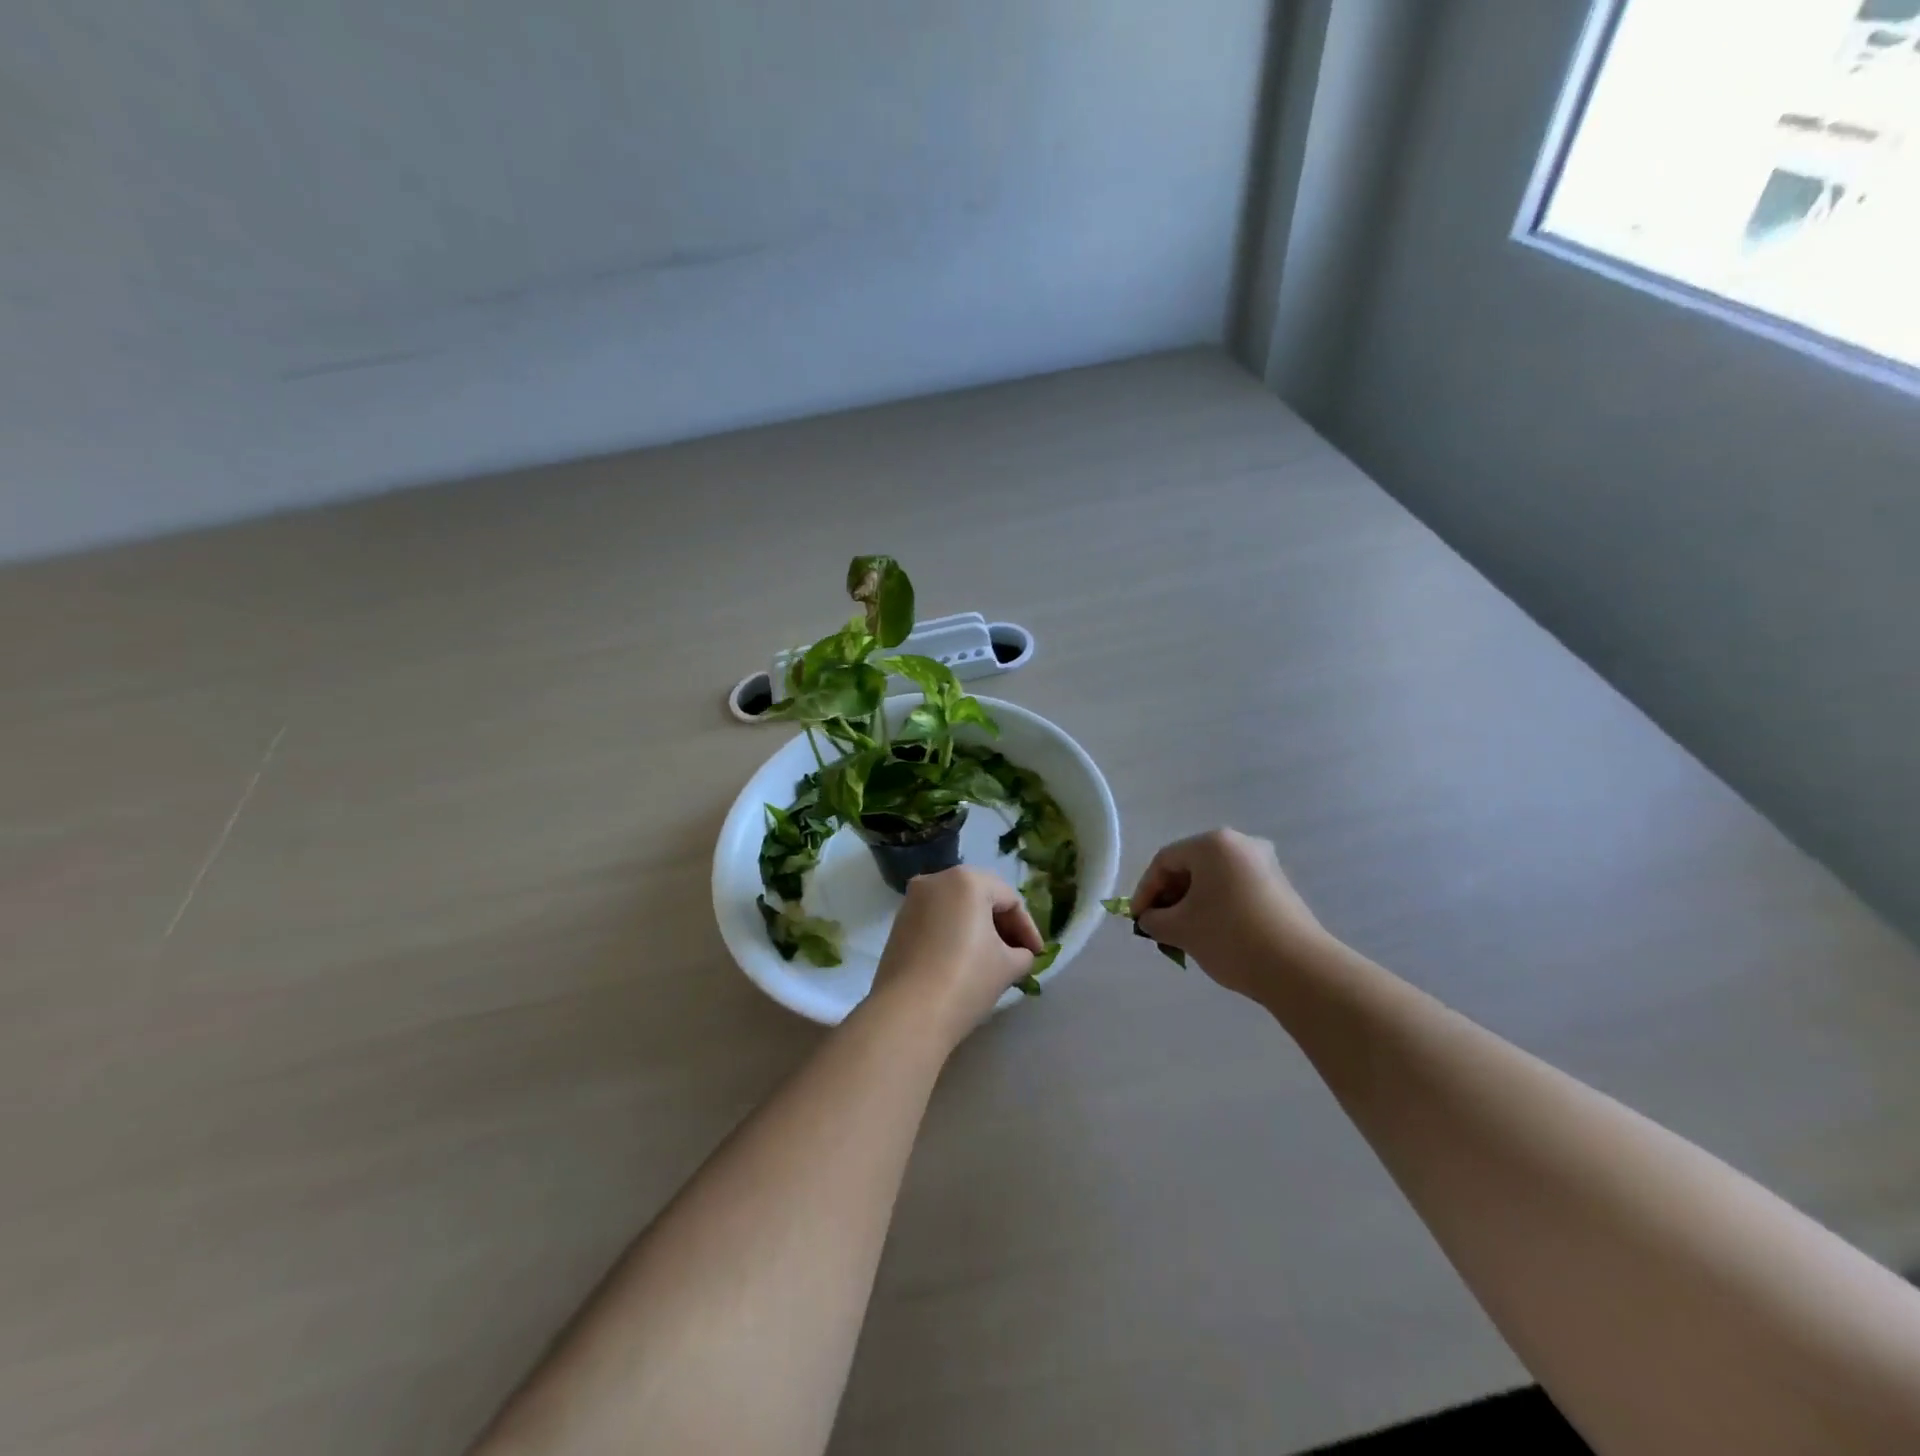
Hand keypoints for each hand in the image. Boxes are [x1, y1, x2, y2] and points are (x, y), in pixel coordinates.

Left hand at [869, 867, 1045, 1043]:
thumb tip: (1020, 955)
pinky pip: (936, 921)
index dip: (1028, 928)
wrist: (908, 1014)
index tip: (1037, 955)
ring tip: (993, 960)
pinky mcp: (898, 924)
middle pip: (981, 897)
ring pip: (956, 908)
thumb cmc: (966, 979)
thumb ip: (1022, 954)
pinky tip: (964, 961)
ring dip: (978, 930)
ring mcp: (912, 901)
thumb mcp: (1007, 967)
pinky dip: (954, 935)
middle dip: (1002, 926)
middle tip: (1018, 954)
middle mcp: (936, 880)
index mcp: (967, 880)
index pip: (1010, 899)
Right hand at [1128, 829, 1333, 1000]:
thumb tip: (1150, 919)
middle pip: (1190, 866)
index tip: (1137, 920)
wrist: (1299, 970)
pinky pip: (1235, 889)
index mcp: (1213, 844)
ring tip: (1182, 933)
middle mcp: (1241, 844)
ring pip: (1213, 879)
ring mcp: (1265, 865)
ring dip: (1192, 903)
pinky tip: (1211, 933)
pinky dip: (1216, 906)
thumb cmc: (1230, 937)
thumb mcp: (1180, 929)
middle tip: (1158, 925)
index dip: (1145, 890)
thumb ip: (1154, 919)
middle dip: (1169, 896)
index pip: (1164, 861)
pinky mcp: (1280, 888)